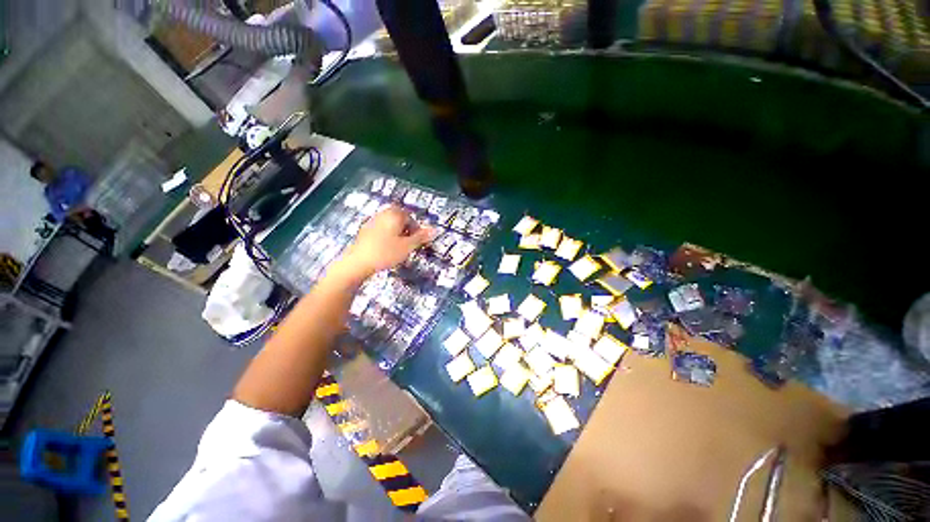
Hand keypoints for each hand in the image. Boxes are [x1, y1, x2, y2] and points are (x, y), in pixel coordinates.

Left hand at [336, 206, 433, 281]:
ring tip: (397, 247)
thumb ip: (421, 237)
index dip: (416, 230)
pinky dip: (386, 236)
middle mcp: (383, 213)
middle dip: (406, 230)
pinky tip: (384, 248)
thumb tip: (435, 229)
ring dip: (396, 233)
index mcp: (395, 214)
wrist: (358, 262)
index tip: (416, 243)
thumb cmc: (385, 253)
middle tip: (407, 244)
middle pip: (400, 219)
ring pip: (390, 224)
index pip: (411, 218)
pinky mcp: (364, 230)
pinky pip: (380, 229)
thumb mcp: (407, 246)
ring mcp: (372, 221)